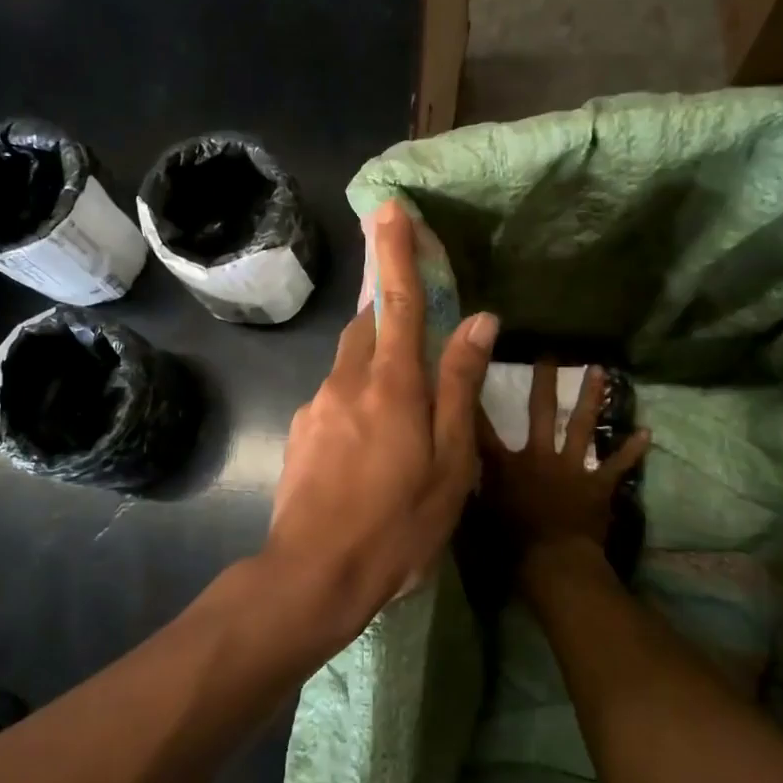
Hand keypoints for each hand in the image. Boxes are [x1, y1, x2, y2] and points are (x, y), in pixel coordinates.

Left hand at [260, 200, 497, 654]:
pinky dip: (358, 394)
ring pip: (349, 361)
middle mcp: (347, 382)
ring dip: (373, 352)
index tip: (389, 208)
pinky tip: (370, 437)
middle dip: (383, 299)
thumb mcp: (449, 461)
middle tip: (403, 294)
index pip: (398, 302)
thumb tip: (480, 320)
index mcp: (391, 385)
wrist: (314, 573)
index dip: (397, 253)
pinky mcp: (302, 432)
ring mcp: (317, 407)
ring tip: (398, 387)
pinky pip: (335, 395)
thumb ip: (459, 385)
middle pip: (366, 325)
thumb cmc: (398, 523)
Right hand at [479, 361, 648, 561]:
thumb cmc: (510, 543)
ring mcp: (571, 467)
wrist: (554, 562)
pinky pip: (617, 464)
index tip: (469, 369)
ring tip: (600, 370)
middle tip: (550, 354)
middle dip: (545, 382)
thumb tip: (458, 470)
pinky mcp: (597, 484)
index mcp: (505, 464)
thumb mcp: (477, 514)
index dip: (473, 398)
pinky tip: (646, 432)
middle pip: (541, 411)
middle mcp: (539, 455)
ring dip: (592, 398)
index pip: (481, 426)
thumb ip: (471, 487)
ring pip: (583, 425)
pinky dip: (631, 450)